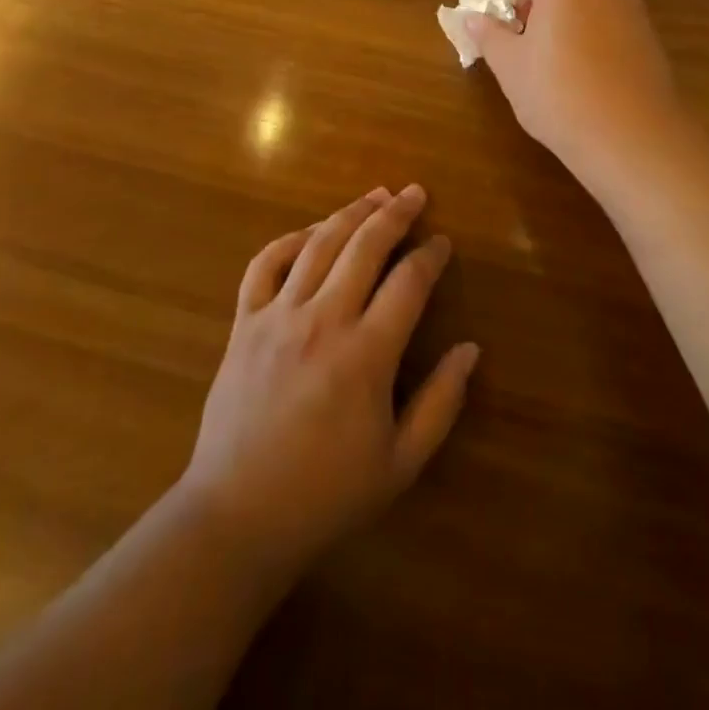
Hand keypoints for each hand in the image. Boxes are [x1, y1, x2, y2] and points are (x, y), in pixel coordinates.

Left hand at [179, 185, 479, 577]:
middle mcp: (323, 321)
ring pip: (319, 244)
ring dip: (350, 213)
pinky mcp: (245, 322)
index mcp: (366, 355)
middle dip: (395, 214)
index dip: (430, 255)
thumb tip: (470, 348)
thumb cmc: (326, 494)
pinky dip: (289, 239)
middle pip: (365, 246)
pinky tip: (311, 231)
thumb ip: (441, 403)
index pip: (409, 283)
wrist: (237, 517)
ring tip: (375, 195)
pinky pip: (265, 264)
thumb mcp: (400, 463)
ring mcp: (278, 317)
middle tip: (415, 193)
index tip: (442, 242)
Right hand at [463, 0, 681, 164]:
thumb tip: (472, 19)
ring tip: (538, 47)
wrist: (637, 140)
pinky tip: (572, 63)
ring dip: (558, 3)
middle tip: (511, 18)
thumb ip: (490, 36)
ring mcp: (631, 7)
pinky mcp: (646, 34)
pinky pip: (605, 11)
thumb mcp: (512, 68)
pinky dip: (582, 20)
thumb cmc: (562, 96)